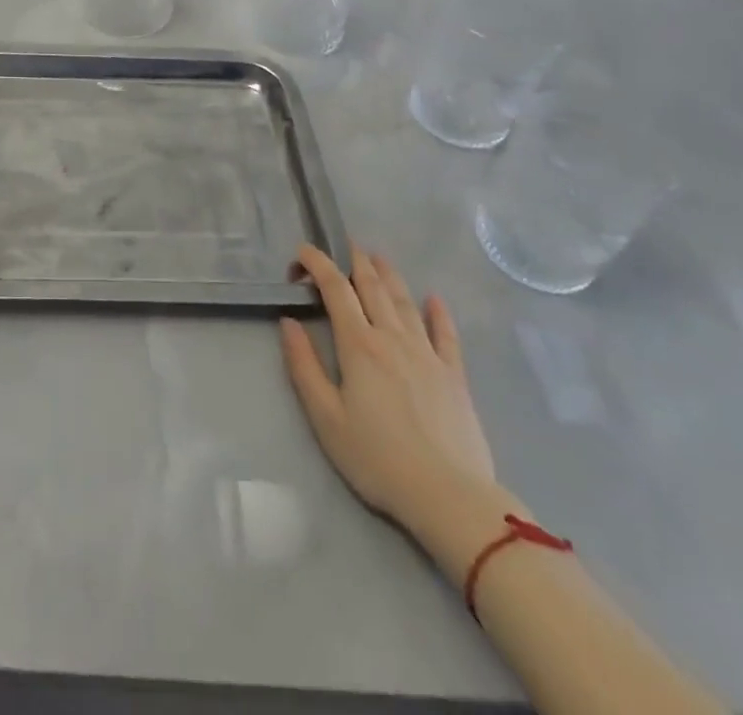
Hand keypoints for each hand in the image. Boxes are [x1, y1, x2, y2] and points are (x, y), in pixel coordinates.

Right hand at [281, 244, 498, 537]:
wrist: (449, 496)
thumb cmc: (377, 459)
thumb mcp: (325, 418)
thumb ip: (304, 366)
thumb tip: (288, 323)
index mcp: (358, 345)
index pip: (336, 288)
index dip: (317, 264)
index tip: (301, 254)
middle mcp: (393, 337)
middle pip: (373, 286)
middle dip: (356, 261)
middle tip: (345, 245)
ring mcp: (427, 354)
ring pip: (405, 301)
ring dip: (389, 274)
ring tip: (378, 257)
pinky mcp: (454, 375)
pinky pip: (446, 333)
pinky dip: (438, 312)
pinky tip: (434, 299)